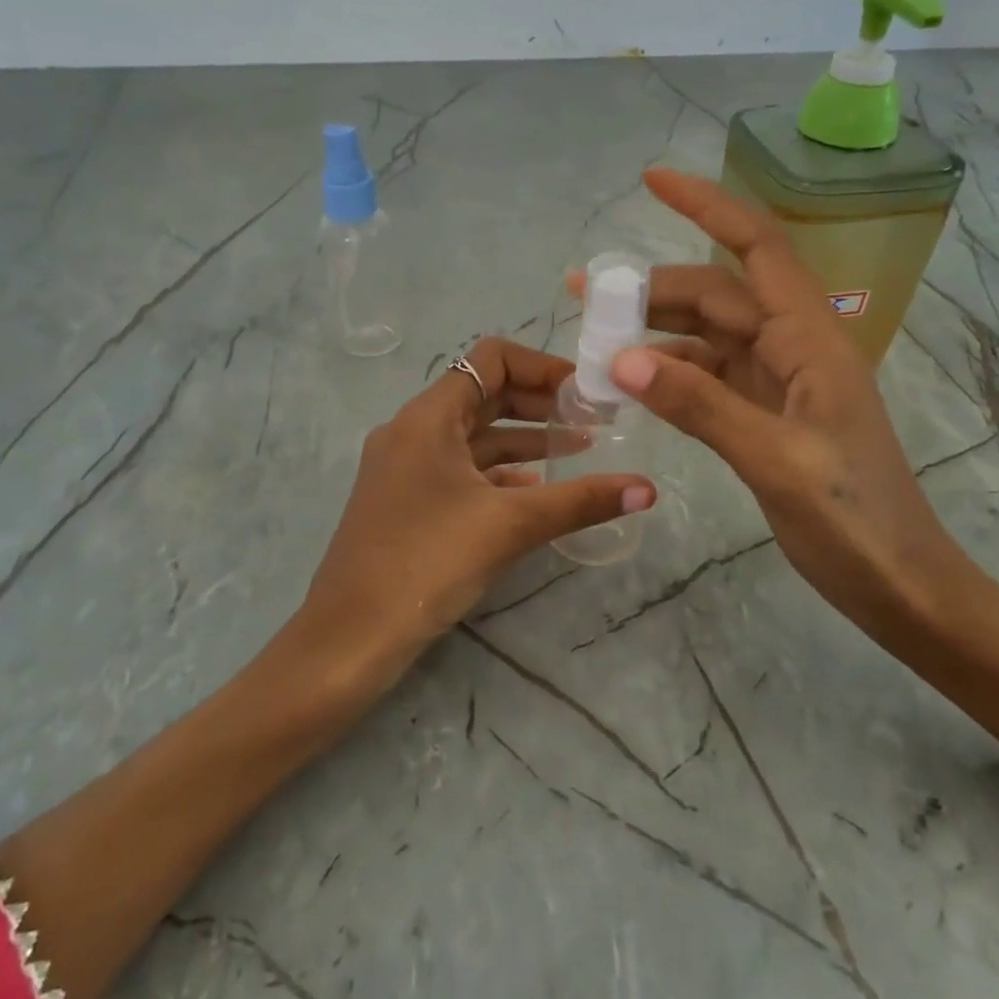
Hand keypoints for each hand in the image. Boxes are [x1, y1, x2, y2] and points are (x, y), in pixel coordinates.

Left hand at [291, 338, 655, 691]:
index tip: (585, 392)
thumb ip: (580, 501)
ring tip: (579, 451)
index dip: (542, 367)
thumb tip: (648, 489)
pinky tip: (536, 492)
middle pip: (484, 395)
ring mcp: (405, 468)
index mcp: (427, 418)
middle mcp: (412, 432)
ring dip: (524, 440)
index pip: (490, 360)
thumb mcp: (510, 526)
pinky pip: (460, 471)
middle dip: (540, 404)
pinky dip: (499, 473)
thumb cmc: (426, 563)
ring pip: (474, 437)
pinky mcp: (406, 502)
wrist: (350, 637)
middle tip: (592, 421)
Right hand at [584, 168, 964, 628]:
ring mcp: (778, 384)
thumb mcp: (775, 460)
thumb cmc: (854, 520)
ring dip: (653, 333)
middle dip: (651, 289)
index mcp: (810, 341)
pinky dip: (668, 376)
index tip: (652, 180)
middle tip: (583, 295)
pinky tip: (630, 383)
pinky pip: (707, 380)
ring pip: (707, 338)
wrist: (900, 584)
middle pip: (716, 296)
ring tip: (593, 339)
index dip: (708, 207)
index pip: (756, 250)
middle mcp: (793, 349)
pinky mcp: (766, 416)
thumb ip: (700, 406)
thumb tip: (623, 359)